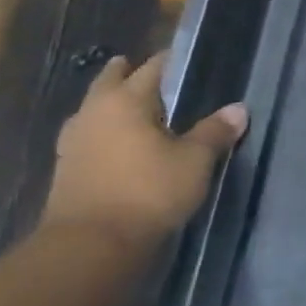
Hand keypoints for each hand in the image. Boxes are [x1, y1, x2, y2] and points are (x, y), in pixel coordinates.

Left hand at [43, 54, 246, 243]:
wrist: (90, 246)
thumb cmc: (147, 192)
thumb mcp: (195, 161)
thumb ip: (215, 132)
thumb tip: (238, 108)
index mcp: (125, 101)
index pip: (153, 68)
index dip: (172, 61)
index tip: (189, 59)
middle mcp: (94, 113)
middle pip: (111, 82)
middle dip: (129, 74)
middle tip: (153, 74)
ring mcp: (73, 142)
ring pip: (95, 110)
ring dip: (112, 104)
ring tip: (138, 107)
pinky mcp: (67, 170)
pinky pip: (90, 136)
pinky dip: (106, 132)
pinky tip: (121, 143)